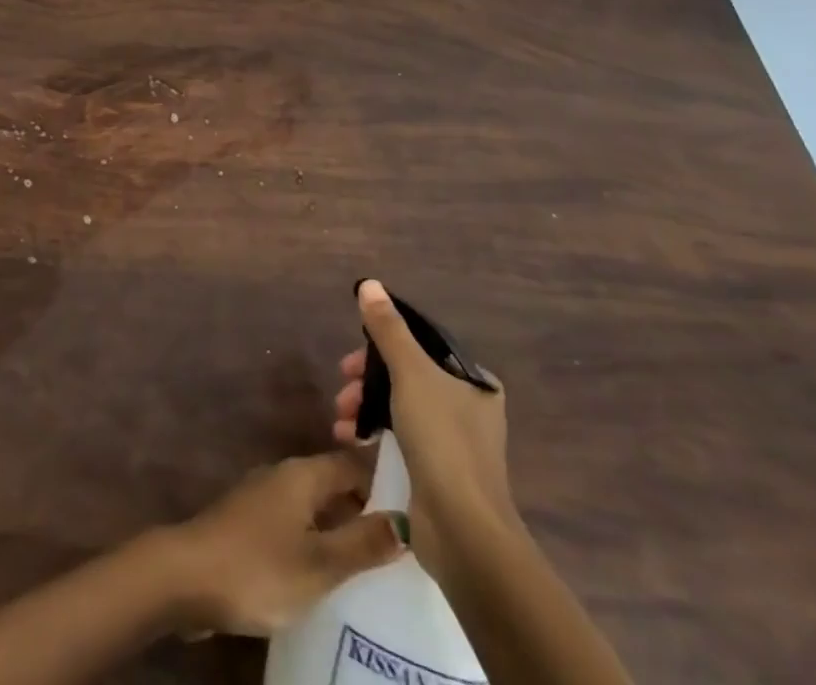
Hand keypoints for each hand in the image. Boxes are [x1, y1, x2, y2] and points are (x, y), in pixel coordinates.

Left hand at [165, 450, 406, 637]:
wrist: (186, 576)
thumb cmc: (258, 566)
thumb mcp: (319, 564)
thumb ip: (362, 542)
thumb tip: (407, 521)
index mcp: (303, 473)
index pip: (356, 462)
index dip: (388, 476)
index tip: (422, 496)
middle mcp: (285, 475)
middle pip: (336, 481)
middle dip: (370, 503)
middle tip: (411, 536)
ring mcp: (265, 498)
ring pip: (317, 504)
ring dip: (345, 524)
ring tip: (382, 556)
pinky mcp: (252, 524)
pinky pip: (298, 523)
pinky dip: (321, 538)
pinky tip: (336, 570)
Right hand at [332, 279, 517, 579]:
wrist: (463, 532)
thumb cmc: (442, 441)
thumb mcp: (411, 374)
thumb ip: (388, 330)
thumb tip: (369, 284)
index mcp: (475, 382)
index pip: (423, 346)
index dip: (384, 344)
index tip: (355, 356)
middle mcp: (469, 409)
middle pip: (406, 376)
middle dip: (368, 379)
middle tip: (343, 387)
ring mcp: (454, 444)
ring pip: (400, 407)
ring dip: (365, 407)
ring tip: (340, 419)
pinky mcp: (437, 474)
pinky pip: (399, 439)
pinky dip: (373, 434)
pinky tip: (349, 440)